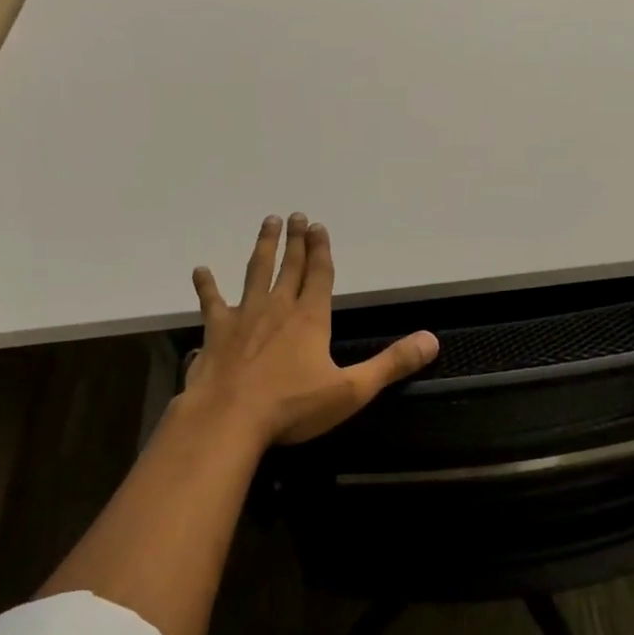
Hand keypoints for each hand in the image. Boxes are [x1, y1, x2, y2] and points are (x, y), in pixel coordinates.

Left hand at [184, 214, 438, 444]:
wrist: (229, 418)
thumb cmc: (292, 406)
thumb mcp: (351, 390)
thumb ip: (391, 364)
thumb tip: (432, 340)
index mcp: (310, 318)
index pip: (320, 275)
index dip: (322, 250)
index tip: (319, 225)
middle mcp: (278, 308)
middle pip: (290, 266)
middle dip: (296, 240)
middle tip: (295, 216)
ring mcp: (244, 316)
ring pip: (256, 272)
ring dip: (263, 247)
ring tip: (267, 224)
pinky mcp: (216, 331)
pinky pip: (212, 302)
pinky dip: (207, 286)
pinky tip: (201, 271)